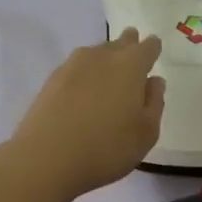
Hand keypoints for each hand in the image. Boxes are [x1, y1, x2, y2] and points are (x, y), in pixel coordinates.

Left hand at [12, 28, 164, 198]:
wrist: (47, 158)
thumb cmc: (107, 147)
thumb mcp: (146, 132)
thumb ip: (154, 103)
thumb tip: (154, 81)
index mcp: (130, 65)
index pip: (147, 47)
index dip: (153, 47)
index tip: (155, 48)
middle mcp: (101, 57)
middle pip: (119, 43)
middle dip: (129, 44)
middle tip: (133, 47)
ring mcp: (72, 66)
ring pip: (95, 53)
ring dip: (105, 57)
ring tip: (110, 69)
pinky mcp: (51, 81)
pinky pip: (76, 68)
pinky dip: (85, 73)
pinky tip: (85, 87)